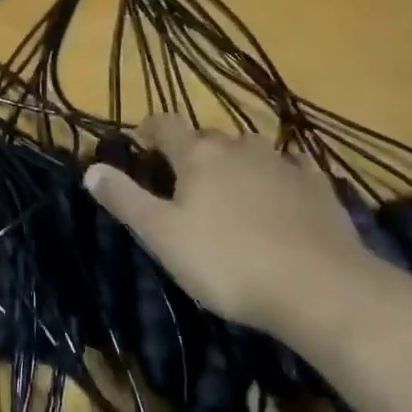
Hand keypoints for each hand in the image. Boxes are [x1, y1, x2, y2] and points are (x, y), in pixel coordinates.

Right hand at [84, 115, 388, 345]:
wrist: (320, 287)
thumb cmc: (229, 262)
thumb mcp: (163, 237)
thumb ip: (126, 200)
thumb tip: (91, 169)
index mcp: (198, 156)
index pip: (166, 124)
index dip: (150, 128)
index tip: (142, 141)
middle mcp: (239, 148)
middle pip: (207, 138)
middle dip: (192, 151)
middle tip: (183, 180)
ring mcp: (282, 164)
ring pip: (249, 149)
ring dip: (235, 161)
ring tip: (230, 187)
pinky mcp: (318, 187)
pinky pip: (293, 168)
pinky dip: (280, 175)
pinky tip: (283, 191)